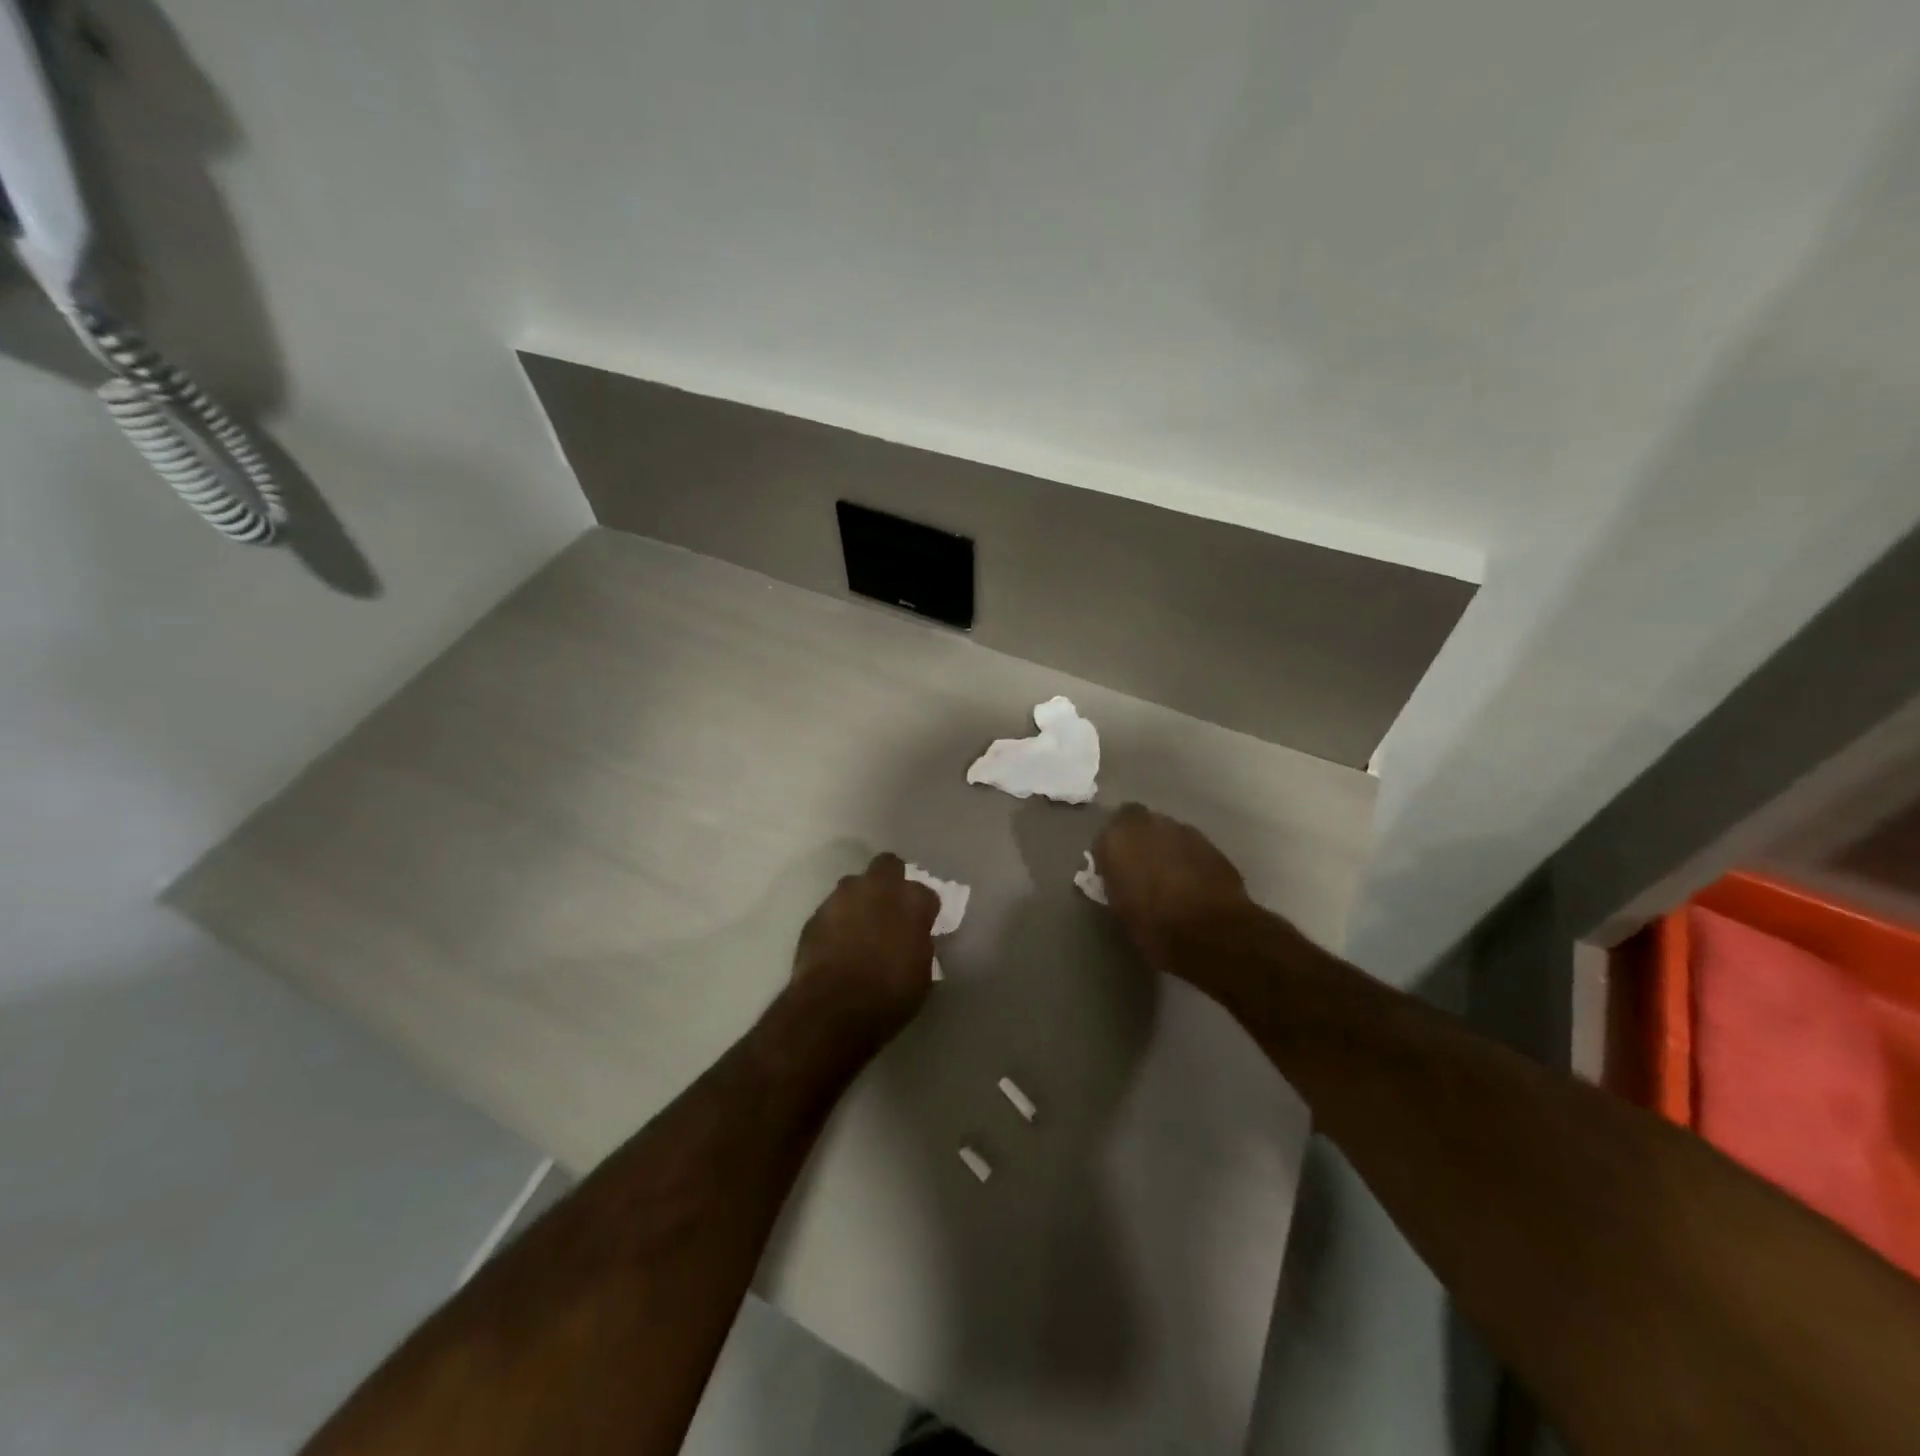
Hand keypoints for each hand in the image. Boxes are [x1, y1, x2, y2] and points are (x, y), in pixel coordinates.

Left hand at [790, 853, 939, 1044]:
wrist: (833, 1008)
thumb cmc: (889, 995)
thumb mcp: (922, 973)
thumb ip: (919, 944)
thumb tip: (913, 937)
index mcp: (911, 900)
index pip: (926, 893)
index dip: (924, 910)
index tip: (922, 925)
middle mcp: (877, 888)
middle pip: (888, 866)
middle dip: (891, 881)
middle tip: (891, 909)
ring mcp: (842, 897)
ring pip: (855, 884)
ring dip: (861, 899)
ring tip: (861, 926)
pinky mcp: (815, 914)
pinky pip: (832, 909)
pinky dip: (838, 920)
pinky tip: (838, 943)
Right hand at [1093, 804, 1252, 977]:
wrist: (1211, 933)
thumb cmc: (1153, 925)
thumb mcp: (1119, 905)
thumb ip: (1115, 879)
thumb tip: (1120, 875)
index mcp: (1117, 839)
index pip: (1107, 833)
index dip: (1113, 848)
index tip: (1115, 867)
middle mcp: (1149, 824)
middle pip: (1140, 824)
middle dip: (1140, 841)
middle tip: (1142, 868)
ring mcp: (1183, 831)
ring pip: (1168, 832)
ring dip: (1166, 848)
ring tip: (1170, 877)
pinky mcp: (1211, 843)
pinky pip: (1191, 846)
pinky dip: (1189, 858)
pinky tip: (1193, 882)